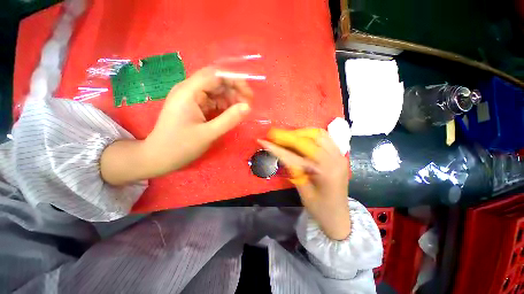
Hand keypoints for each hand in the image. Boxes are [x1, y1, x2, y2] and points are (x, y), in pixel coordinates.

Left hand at [101, 67, 252, 184]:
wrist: (159, 157)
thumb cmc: (180, 146)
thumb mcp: (208, 134)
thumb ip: (229, 119)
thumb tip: (248, 107)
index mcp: (189, 92)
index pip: (216, 75)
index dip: (235, 80)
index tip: (249, 95)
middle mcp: (189, 90)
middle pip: (217, 81)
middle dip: (235, 90)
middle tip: (248, 105)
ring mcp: (191, 98)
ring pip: (217, 91)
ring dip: (231, 99)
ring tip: (242, 111)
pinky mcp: (194, 106)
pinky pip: (213, 101)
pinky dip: (224, 106)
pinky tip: (231, 114)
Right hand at [258, 131, 350, 240]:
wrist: (339, 216)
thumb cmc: (320, 209)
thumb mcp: (302, 190)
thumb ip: (293, 170)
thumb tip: (280, 153)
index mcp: (325, 172)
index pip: (295, 155)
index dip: (277, 148)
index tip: (263, 141)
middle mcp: (335, 159)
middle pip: (308, 139)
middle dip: (288, 136)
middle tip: (274, 136)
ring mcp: (340, 155)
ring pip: (318, 134)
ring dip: (300, 133)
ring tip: (287, 138)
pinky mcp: (340, 155)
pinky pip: (325, 137)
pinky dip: (311, 135)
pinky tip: (301, 140)